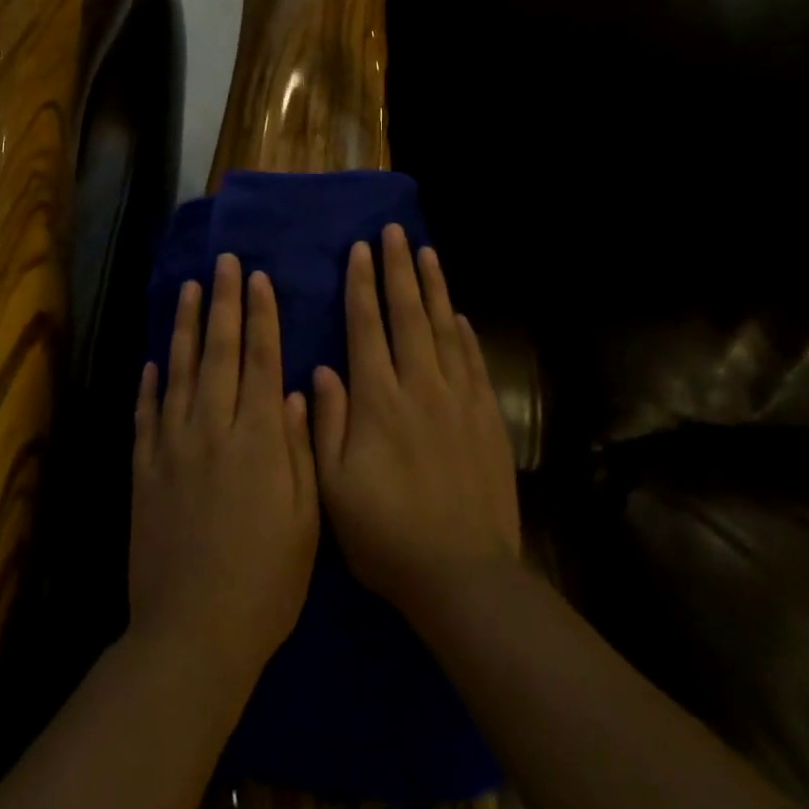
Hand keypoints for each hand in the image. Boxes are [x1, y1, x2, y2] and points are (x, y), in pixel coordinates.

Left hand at [129, 254, 318, 690]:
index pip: (262, 360)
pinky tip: (153, 360)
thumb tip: (298, 393)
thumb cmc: (266, 579)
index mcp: (259, 439)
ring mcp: (172, 447)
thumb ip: (300, 449)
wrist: (193, 632)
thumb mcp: (306, 518)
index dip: (261, 316)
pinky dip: (150, 383)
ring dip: (185, 327)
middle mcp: (213, 429)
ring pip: (179, 372)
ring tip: (189, 289)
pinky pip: (147, 414)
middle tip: (224, 263)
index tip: (258, 279)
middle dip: (224, 303)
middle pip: (219, 352)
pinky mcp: (144, 470)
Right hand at [312, 225, 519, 621]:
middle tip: (395, 232)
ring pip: (445, 330)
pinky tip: (459, 315)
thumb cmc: (387, 535)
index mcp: (379, 401)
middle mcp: (421, 388)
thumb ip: (327, 423)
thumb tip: (322, 370)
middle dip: (399, 271)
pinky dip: (465, 333)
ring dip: (434, 289)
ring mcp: (459, 400)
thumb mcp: (335, 487)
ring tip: (427, 254)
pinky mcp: (487, 419)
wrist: (463, 575)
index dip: (362, 286)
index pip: (367, 328)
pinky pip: (474, 362)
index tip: (360, 251)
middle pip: (409, 316)